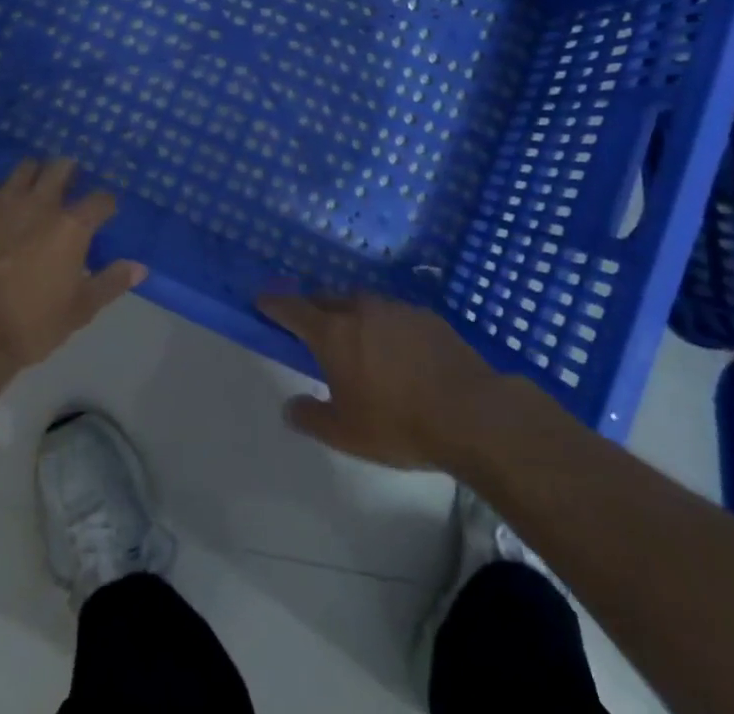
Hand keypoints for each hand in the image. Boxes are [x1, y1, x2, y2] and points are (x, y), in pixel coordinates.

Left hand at [0, 159, 145, 399]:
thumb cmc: (30, 325)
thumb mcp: (79, 310)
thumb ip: (111, 283)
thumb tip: (140, 267)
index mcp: (71, 226)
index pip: (101, 200)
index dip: (106, 204)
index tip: (105, 212)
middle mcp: (40, 203)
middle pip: (61, 167)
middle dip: (70, 173)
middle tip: (70, 187)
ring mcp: (3, 202)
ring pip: (24, 168)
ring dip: (34, 175)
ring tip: (34, 189)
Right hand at [258, 293, 507, 469]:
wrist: (471, 413)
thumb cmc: (399, 424)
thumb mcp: (345, 434)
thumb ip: (311, 418)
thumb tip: (289, 407)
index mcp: (333, 333)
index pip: (293, 309)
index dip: (274, 305)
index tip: (262, 302)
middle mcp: (360, 310)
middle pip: (326, 300)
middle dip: (313, 309)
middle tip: (310, 327)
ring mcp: (395, 309)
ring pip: (362, 304)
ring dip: (351, 315)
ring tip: (356, 340)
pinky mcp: (426, 316)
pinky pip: (393, 314)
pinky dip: (385, 325)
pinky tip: (397, 350)